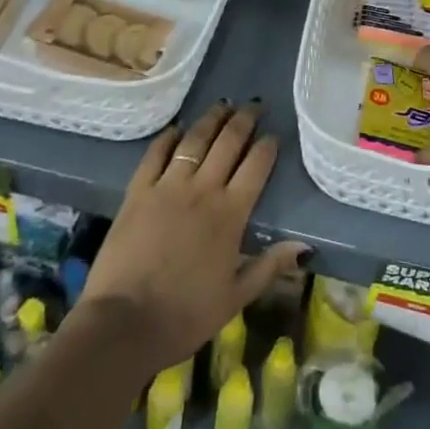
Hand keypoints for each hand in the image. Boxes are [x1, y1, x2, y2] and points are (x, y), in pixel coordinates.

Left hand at [76, 101, 308, 371]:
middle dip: (244, 119)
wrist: (124, 323)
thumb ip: (269, 267)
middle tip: (254, 104)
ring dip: (211, 119)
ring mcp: (168, 186)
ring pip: (195, 140)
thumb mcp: (235, 298)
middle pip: (228, 142)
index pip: (256, 166)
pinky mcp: (138, 191)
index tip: (274, 134)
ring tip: (222, 105)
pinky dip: (168, 137)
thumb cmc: (185, 316)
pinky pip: (156, 153)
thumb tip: (305, 246)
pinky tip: (176, 128)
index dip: (267, 145)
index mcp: (230, 214)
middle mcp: (203, 189)